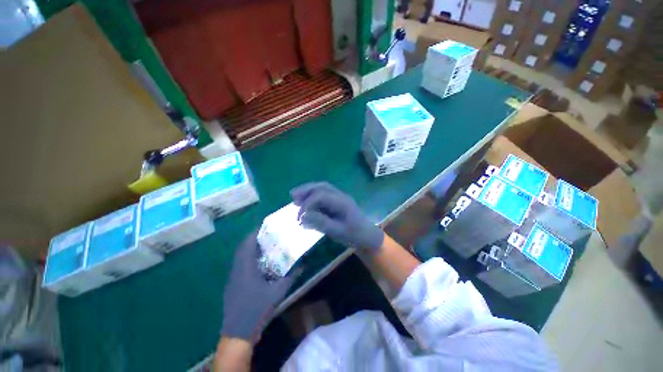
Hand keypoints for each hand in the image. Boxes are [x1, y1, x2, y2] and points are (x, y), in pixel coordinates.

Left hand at [221, 233, 297, 343]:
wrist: (237, 333)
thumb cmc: (256, 309)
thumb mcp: (277, 292)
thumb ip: (291, 277)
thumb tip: (303, 264)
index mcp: (245, 267)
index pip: (247, 243)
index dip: (255, 232)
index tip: (266, 226)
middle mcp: (237, 269)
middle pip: (243, 247)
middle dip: (255, 238)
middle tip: (269, 234)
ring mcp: (233, 277)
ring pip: (241, 256)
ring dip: (252, 248)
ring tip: (267, 245)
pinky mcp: (233, 284)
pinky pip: (241, 265)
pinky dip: (249, 259)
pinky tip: (261, 263)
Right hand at [290, 182, 384, 252]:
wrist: (368, 236)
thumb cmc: (354, 235)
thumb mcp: (338, 232)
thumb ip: (321, 223)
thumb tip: (304, 216)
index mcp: (342, 202)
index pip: (321, 196)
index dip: (308, 203)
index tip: (299, 217)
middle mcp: (340, 196)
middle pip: (322, 187)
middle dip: (306, 190)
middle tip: (292, 195)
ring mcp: (339, 198)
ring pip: (322, 189)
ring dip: (308, 191)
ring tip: (295, 196)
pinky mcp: (338, 202)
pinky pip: (324, 195)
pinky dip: (313, 196)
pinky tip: (306, 202)